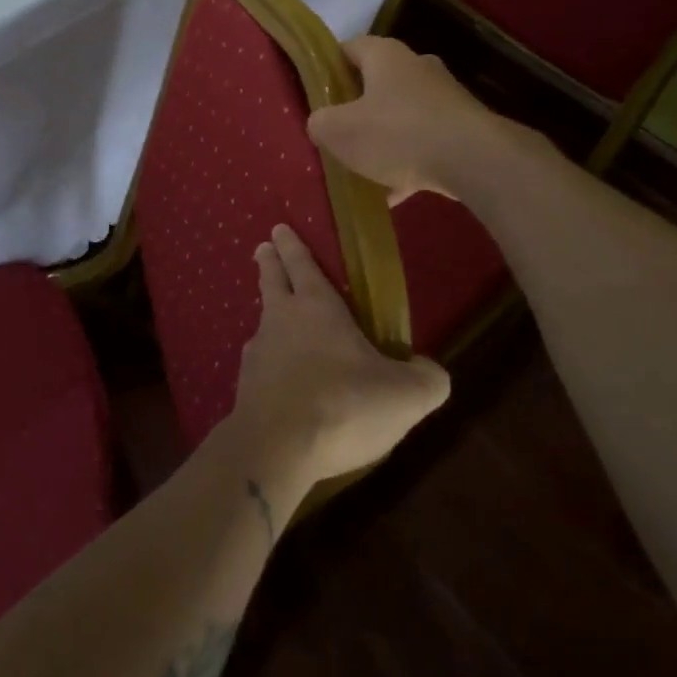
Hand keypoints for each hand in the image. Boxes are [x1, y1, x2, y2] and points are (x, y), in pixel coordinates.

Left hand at [229, 225, 449, 489]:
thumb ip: (426, 379)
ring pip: (262, 322)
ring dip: (267, 313)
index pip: (302, 263)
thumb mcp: (404, 395)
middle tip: (263, 247)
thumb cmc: (344, 404)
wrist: (277, 448)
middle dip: (269, 261)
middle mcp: (282, 319)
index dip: (292, 245)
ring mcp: (258, 353)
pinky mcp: (245, 387)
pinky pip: (258, 365)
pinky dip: (266, 363)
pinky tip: (276, 378)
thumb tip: (430, 370)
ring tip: (273, 317)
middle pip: (272, 280)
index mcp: (317, 306)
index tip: (279, 229)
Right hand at [307, 36, 503, 202]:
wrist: (474, 160)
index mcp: (385, 55)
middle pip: (376, 82)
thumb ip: (320, 123)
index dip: (328, 68)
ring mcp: (444, 97)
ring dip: (383, 139)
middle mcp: (417, 66)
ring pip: (402, 115)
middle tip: (337, 132)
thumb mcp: (340, 131)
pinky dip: (409, 162)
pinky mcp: (463, 127)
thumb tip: (321, 123)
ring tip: (363, 170)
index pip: (348, 48)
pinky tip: (394, 195)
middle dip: (356, 107)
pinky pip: (425, 142)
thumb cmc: (397, 134)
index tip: (315, 94)